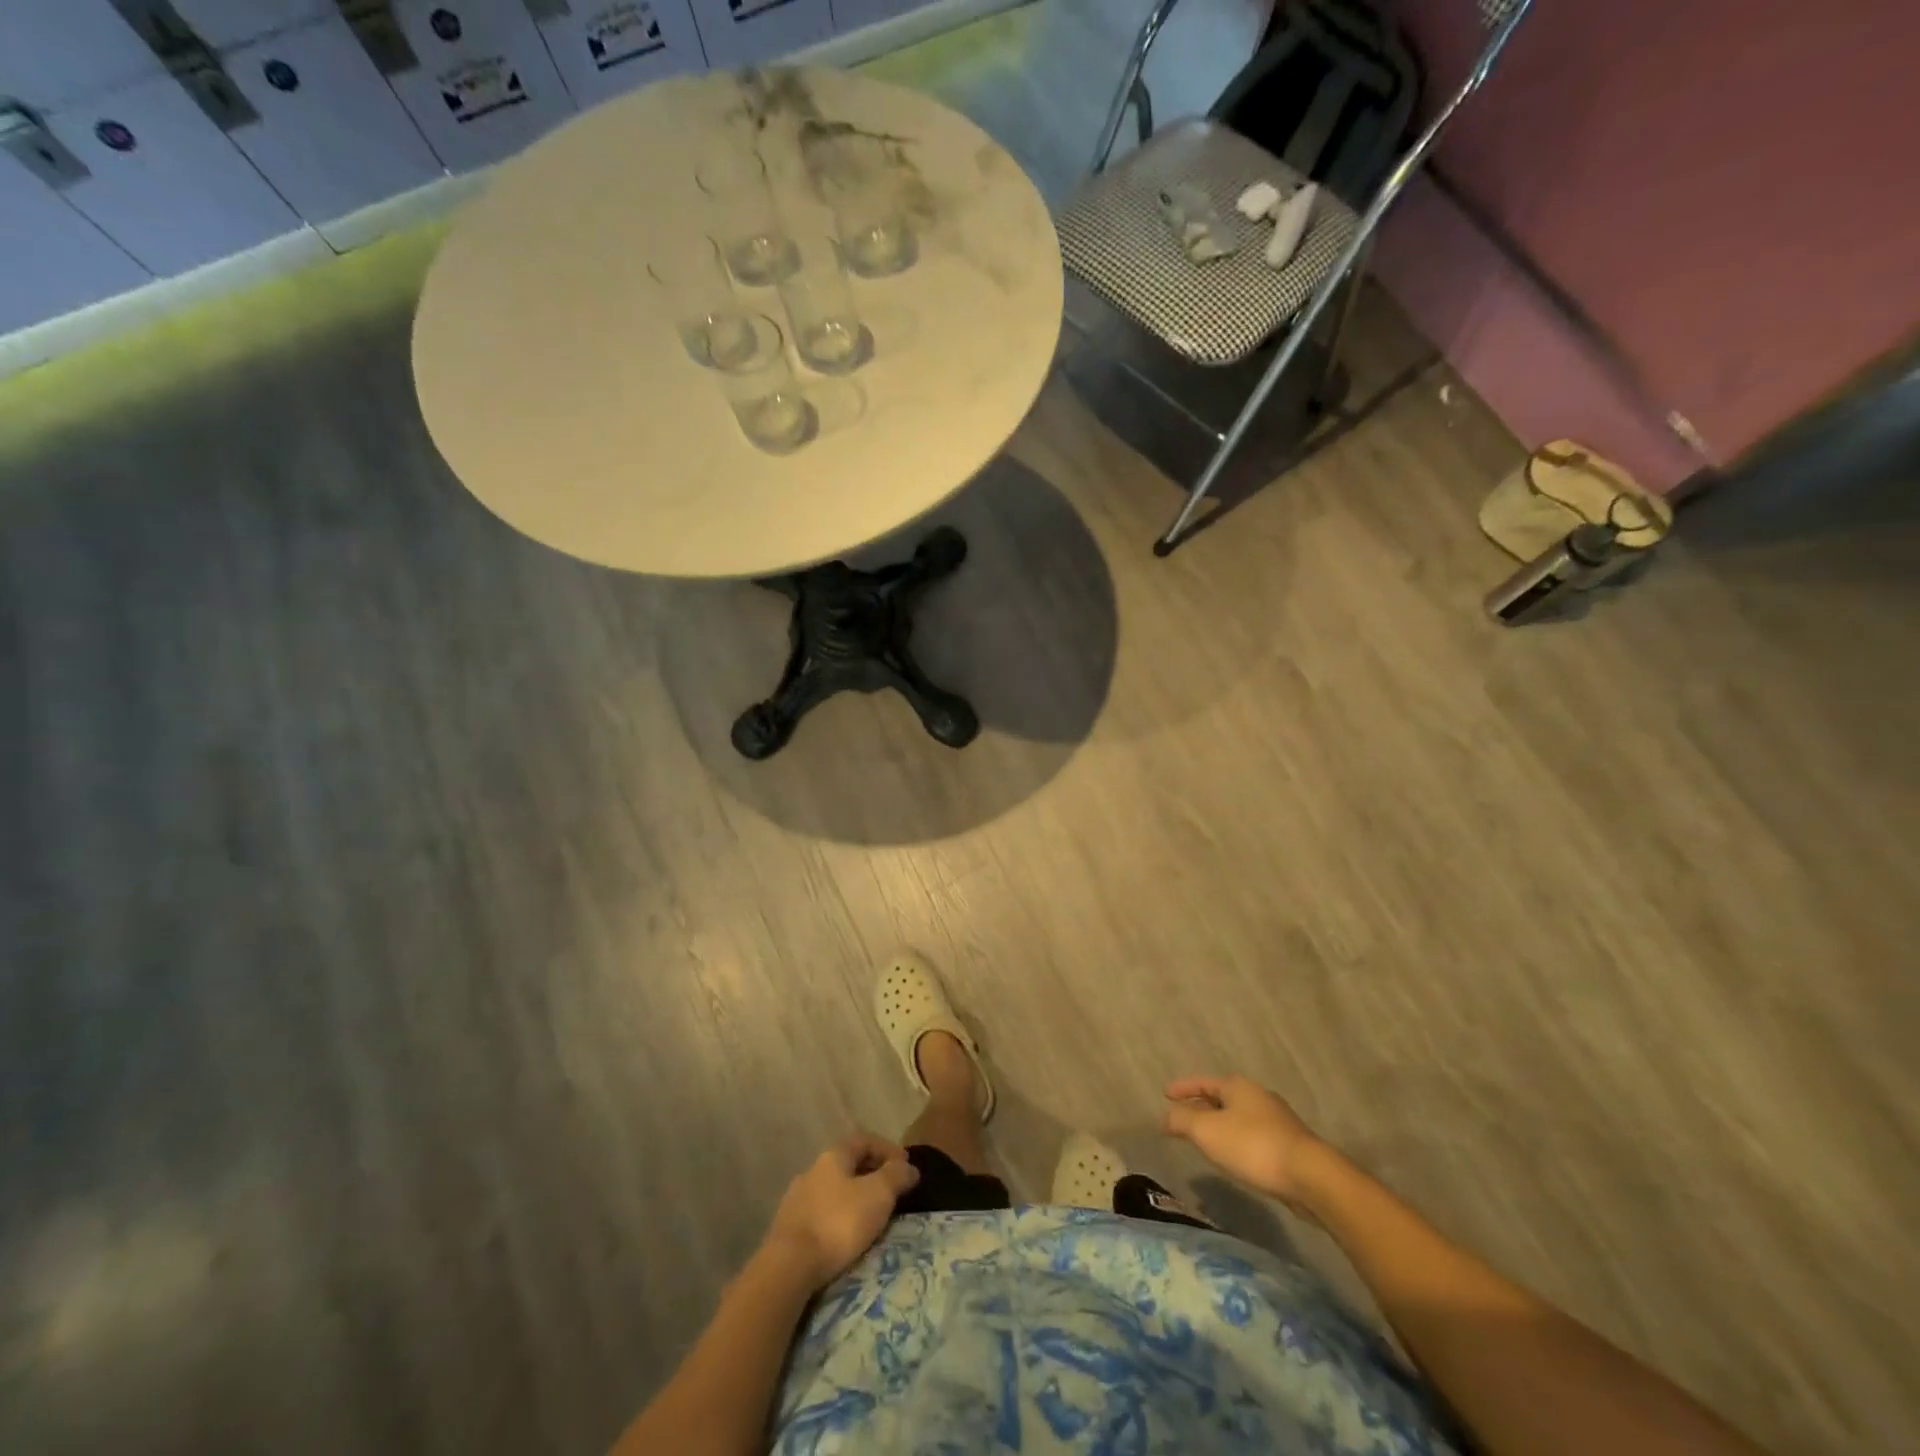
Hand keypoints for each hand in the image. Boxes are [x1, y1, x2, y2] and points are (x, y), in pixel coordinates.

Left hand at [764, 1134, 919, 1290]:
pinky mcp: (788, 1229)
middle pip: (848, 1164)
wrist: (788, 1267)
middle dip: (872, 1174)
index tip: (906, 1165)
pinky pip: (822, 1214)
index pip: (864, 1140)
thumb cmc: (838, 1222)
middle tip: (892, 1191)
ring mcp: (796, 1200)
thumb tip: (909, 1167)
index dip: (888, 1149)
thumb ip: (896, 1176)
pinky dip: (838, 1218)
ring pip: (834, 1190)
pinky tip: (845, 1236)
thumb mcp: (878, 1195)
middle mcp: (812, 1170)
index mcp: (833, 1156)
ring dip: (854, 1197)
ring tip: (871, 1217)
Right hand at [1164, 1075, 1326, 1208]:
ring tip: (1206, 1139)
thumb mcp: (1207, 1131)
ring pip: (1238, 1117)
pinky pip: (1253, 1135)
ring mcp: (1277, 1120)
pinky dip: (1237, 1140)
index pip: (1202, 1082)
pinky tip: (1235, 1156)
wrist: (1310, 1176)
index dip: (1182, 1088)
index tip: (1165, 1094)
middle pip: (1221, 1097)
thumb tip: (1166, 1116)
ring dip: (1220, 1125)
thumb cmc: (1252, 1146)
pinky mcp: (1289, 1144)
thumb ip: (1182, 1120)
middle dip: (1201, 1106)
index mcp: (1237, 1086)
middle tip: (1183, 1117)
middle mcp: (1257, 1096)